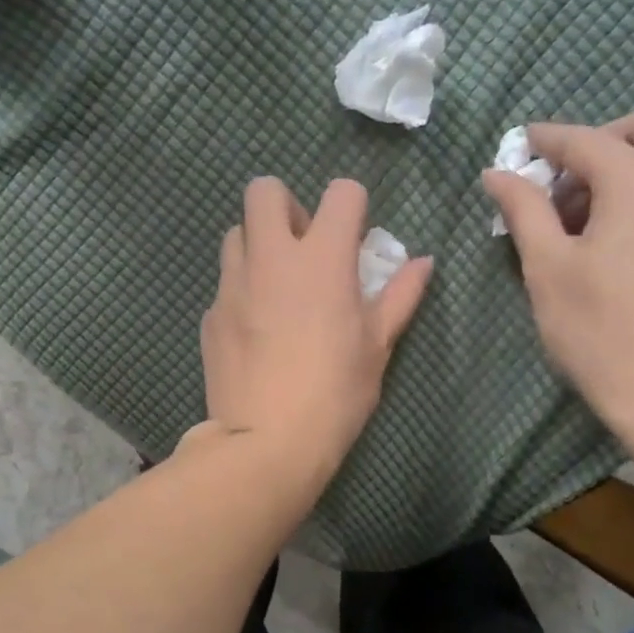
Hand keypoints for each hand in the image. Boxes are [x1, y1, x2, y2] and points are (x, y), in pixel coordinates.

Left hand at [198, 177, 431, 478]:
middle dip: (286, 206)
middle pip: (264, 190)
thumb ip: (400, 296)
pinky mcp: (210, 315)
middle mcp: (271, 258)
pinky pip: (224, 284)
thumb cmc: (335, 393)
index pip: (341, 193)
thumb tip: (423, 262)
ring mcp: (233, 285)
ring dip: (257, 244)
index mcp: (322, 259)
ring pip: (236, 233)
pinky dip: (241, 291)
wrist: (266, 441)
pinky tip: (254, 329)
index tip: (353, 238)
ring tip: (275, 285)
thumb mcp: (377, 345)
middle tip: (302, 247)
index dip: (352, 207)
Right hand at [481, 108, 633, 440]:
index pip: (586, 140)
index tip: (521, 145)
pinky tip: (624, 245)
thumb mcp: (548, 269)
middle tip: (565, 182)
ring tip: (588, 221)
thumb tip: (498, 174)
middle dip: (603, 140)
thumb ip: (524, 211)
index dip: (547, 139)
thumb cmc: (603, 331)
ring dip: (630, 169)